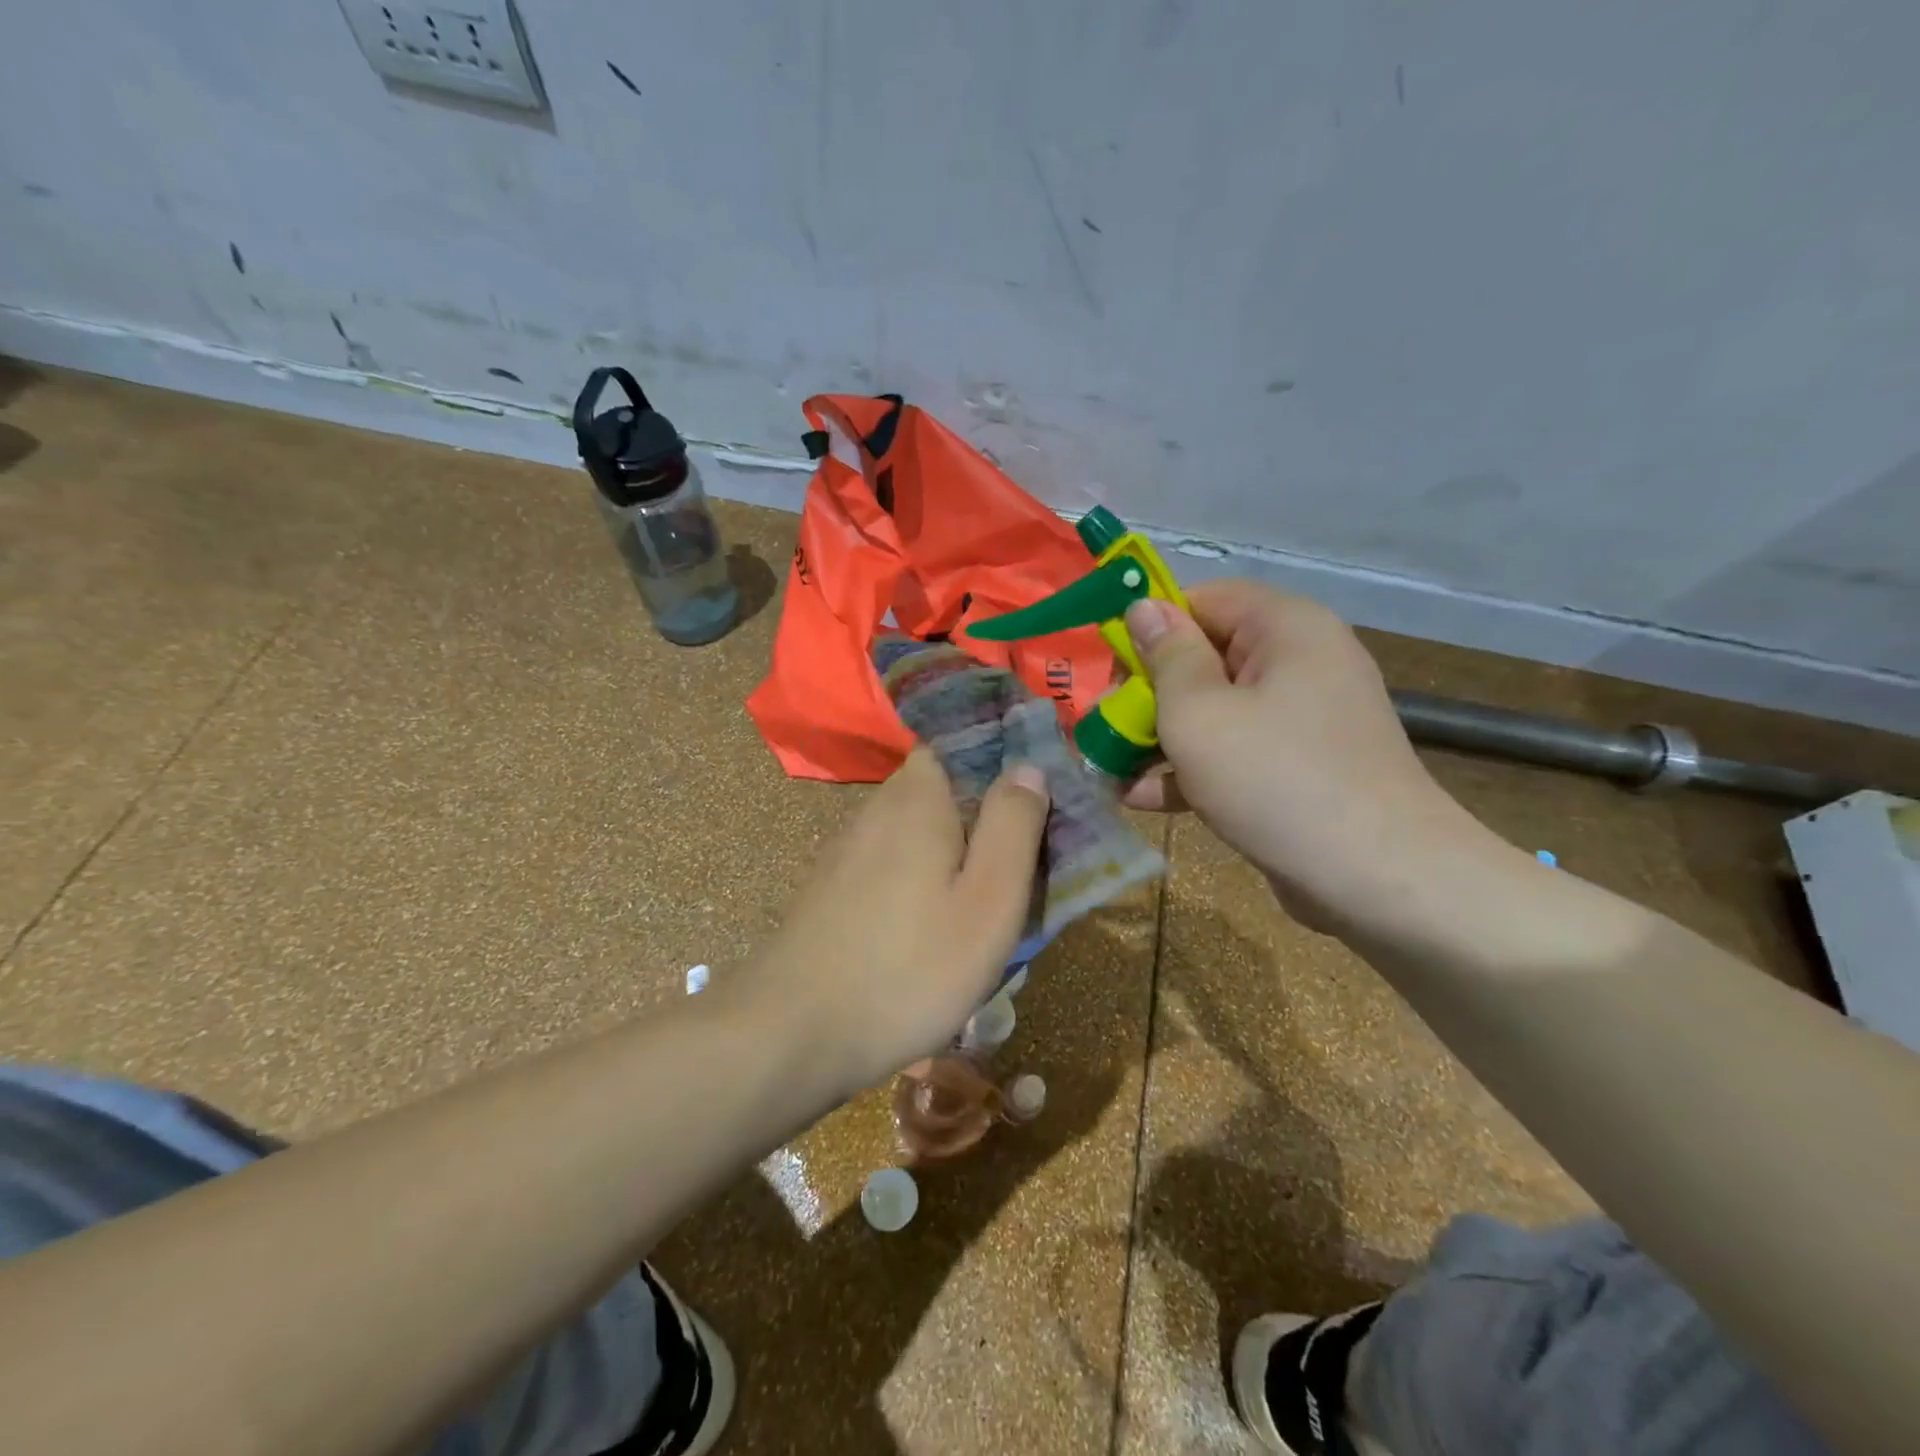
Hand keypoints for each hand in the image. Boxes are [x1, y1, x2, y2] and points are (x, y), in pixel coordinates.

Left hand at [744, 747, 1049, 1092]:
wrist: (793, 1033)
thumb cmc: (909, 968)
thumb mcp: (988, 902)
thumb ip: (1013, 827)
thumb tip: (1027, 766)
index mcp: (918, 797)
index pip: (959, 743)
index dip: (999, 760)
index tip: (1032, 800)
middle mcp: (877, 807)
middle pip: (941, 789)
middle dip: (980, 816)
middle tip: (1016, 866)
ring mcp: (848, 847)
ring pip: (916, 830)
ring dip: (949, 854)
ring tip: (979, 905)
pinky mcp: (833, 885)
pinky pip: (890, 863)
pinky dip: (917, 880)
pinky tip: (927, 928)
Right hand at [1121, 580, 1489, 932]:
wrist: (1377, 879)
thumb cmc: (1275, 779)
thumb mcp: (1198, 713)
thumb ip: (1166, 657)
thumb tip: (1143, 607)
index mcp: (1286, 628)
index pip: (1205, 599)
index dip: (1152, 626)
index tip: (1111, 668)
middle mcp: (1301, 662)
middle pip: (1207, 656)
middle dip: (1148, 693)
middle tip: (1104, 726)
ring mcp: (1304, 719)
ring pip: (1216, 709)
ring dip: (1160, 736)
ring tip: (1108, 768)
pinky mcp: (1300, 767)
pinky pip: (1236, 750)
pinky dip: (1193, 768)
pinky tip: (1141, 799)